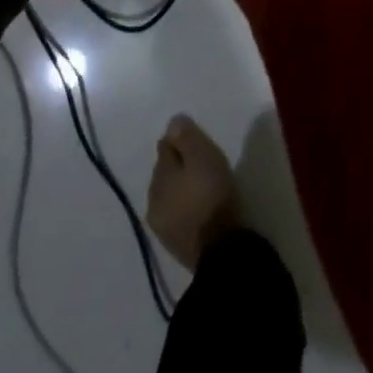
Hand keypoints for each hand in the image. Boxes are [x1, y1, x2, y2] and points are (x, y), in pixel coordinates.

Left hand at [146, 114, 240, 271]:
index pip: (164, 148)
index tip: (197, 142)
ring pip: (170, 196)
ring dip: (183, 189)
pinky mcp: (175, 246)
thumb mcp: (202, 155)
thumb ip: (185, 136)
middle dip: (180, 166)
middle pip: (166, 174)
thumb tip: (172, 122)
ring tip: (204, 187)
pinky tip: (201, 209)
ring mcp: (162, 228)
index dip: (180, 142)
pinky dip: (187, 208)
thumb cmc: (211, 195)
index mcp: (158, 177)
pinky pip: (178, 216)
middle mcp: (152, 201)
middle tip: (202, 164)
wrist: (220, 250)